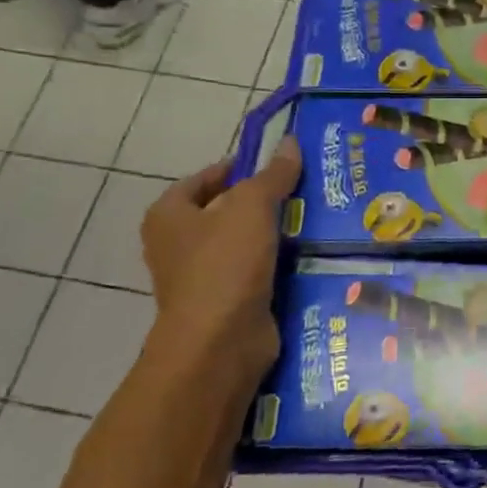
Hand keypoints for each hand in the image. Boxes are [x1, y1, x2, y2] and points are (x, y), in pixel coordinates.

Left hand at [141, 138, 301, 383]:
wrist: (219, 343)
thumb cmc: (225, 265)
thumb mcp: (252, 207)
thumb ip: (272, 175)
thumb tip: (289, 143)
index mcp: (169, 215)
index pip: (207, 178)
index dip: (242, 167)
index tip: (282, 166)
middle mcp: (178, 244)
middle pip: (228, 210)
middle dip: (266, 201)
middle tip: (307, 190)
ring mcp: (202, 276)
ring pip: (246, 242)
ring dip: (277, 234)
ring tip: (317, 219)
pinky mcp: (227, 302)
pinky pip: (257, 272)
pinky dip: (280, 264)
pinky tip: (310, 255)